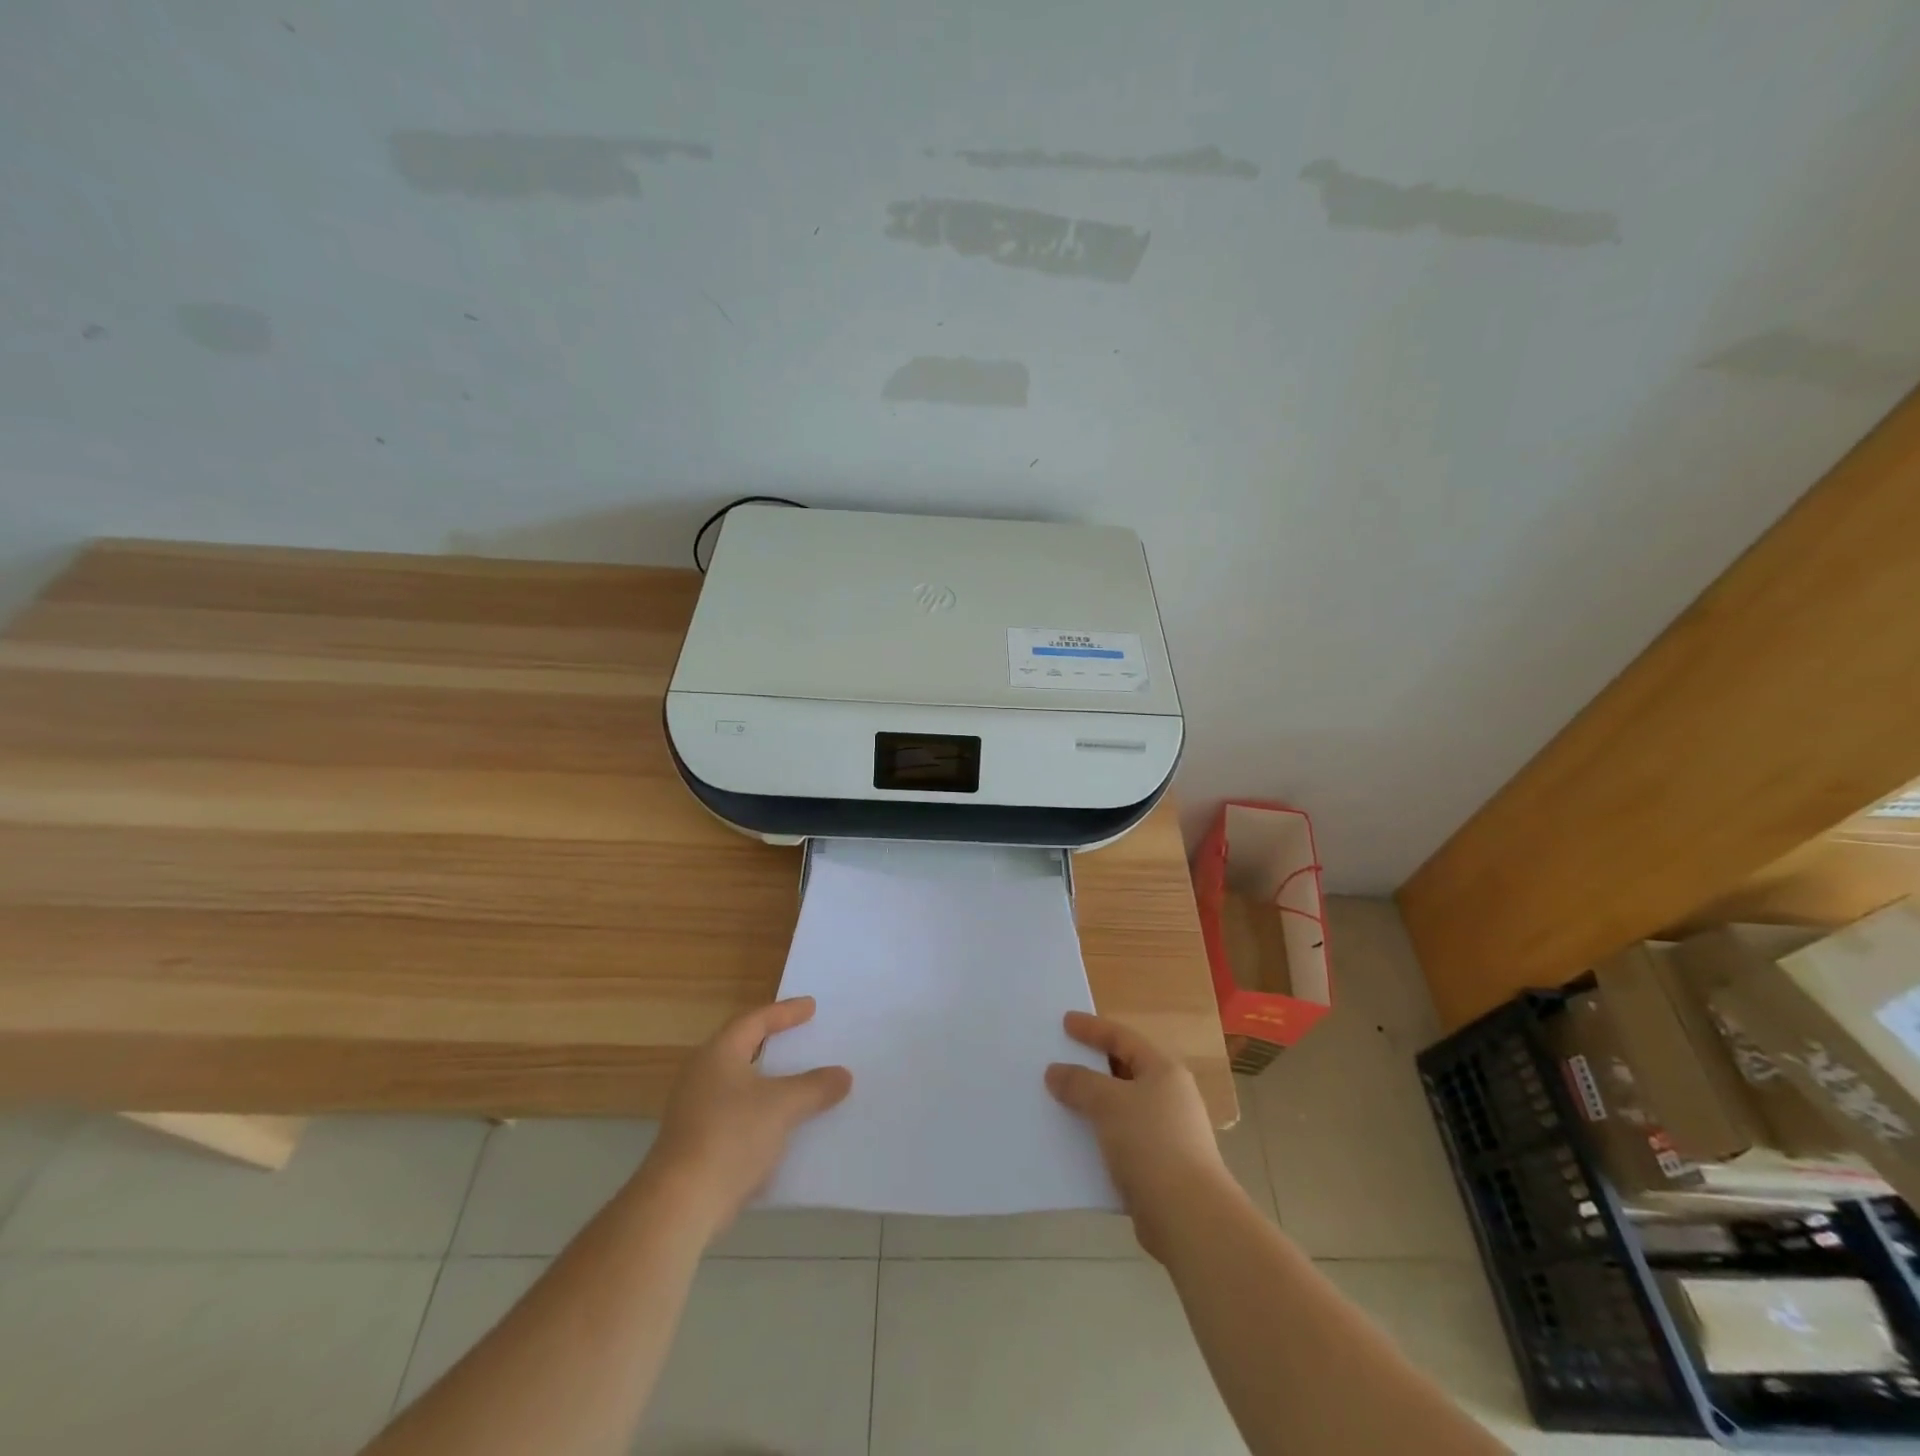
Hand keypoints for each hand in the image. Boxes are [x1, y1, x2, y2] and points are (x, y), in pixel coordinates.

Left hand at [644, 997, 851, 1234]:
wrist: (680, 1204)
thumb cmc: (732, 1136)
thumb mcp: (783, 1106)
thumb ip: (815, 1086)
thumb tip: (843, 1075)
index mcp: (718, 1054)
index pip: (754, 1021)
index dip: (784, 1012)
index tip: (811, 1007)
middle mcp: (701, 1075)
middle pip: (742, 1049)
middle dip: (773, 1044)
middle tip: (801, 1037)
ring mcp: (694, 1110)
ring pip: (739, 1085)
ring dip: (768, 1082)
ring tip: (797, 1081)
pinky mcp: (695, 1143)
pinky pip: (736, 1114)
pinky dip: (760, 1112)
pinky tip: (781, 1126)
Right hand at [1045, 1011, 1235, 1260]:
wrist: (1188, 1216)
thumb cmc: (1151, 1143)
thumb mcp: (1109, 1103)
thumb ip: (1079, 1082)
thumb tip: (1055, 1071)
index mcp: (1163, 1070)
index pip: (1122, 1038)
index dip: (1092, 1028)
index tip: (1064, 1022)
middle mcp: (1169, 1096)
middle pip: (1123, 1070)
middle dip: (1091, 1066)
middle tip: (1060, 1058)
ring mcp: (1167, 1132)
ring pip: (1121, 1107)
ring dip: (1092, 1103)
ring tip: (1060, 1099)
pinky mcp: (1160, 1166)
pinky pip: (1121, 1138)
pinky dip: (1099, 1134)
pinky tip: (1076, 1141)